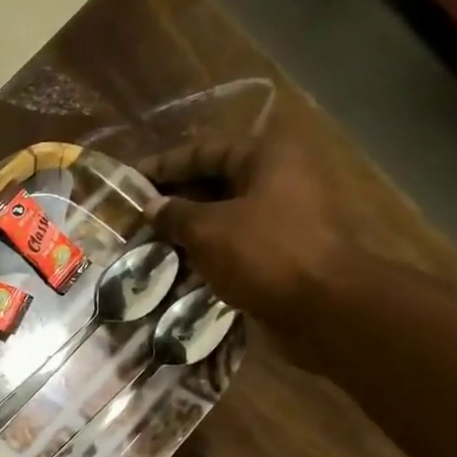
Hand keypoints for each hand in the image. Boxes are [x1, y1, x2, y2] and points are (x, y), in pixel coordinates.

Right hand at [141, 107, 357, 323]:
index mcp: (266, 157)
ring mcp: (284, 216)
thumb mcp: (209, 230)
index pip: (205, 152)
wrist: (324, 305)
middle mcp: (279, 178)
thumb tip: (152, 206)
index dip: (166, 166)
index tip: (131, 181)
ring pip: (226, 214)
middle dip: (177, 199)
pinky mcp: (283, 250)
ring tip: (152, 242)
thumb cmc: (265, 253)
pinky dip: (210, 250)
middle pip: (217, 181)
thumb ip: (176, 214)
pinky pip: (237, 242)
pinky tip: (181, 265)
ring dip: (191, 228)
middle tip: (138, 216)